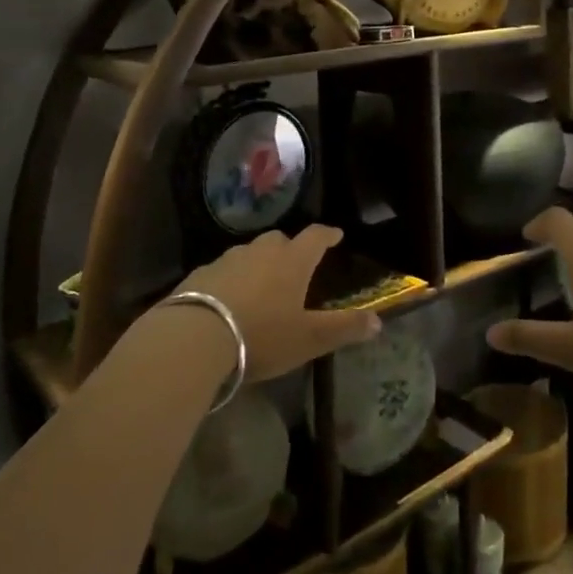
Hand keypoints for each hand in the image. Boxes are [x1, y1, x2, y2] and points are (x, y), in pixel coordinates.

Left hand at [177, 225, 379, 382]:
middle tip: (296, 263)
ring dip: (259, 262)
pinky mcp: (200, 274)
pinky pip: (223, 270)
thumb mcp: (309, 338)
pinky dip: (232, 278)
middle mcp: (261, 252)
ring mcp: (227, 260)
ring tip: (262, 283)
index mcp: (292, 261)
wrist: (195, 337)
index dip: (327, 235)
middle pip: (280, 240)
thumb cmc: (261, 335)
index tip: (335, 235)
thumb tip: (378, 322)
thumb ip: (344, 328)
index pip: (316, 237)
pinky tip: (229, 298)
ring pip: (249, 253)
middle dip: (291, 248)